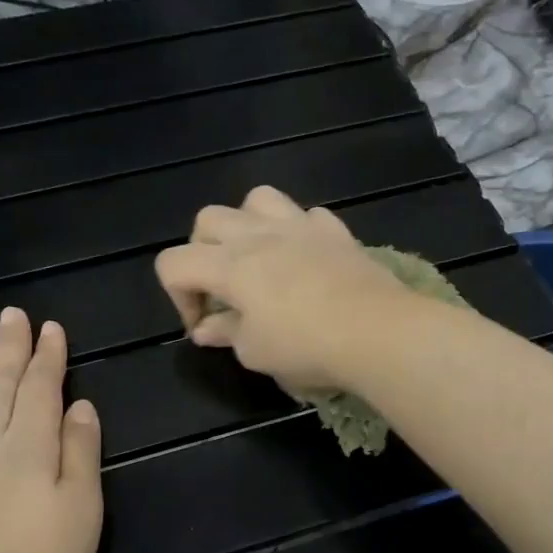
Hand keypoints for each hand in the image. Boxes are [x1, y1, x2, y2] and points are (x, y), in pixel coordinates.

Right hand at [155, 186, 414, 390]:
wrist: (379, 331)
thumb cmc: (308, 346)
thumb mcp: (256, 352)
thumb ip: (226, 334)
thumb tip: (207, 329)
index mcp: (229, 265)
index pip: (174, 263)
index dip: (178, 297)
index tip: (203, 326)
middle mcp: (258, 234)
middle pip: (207, 221)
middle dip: (202, 254)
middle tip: (223, 290)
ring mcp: (300, 226)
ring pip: (256, 200)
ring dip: (246, 225)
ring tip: (258, 259)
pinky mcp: (335, 231)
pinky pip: (306, 215)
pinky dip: (297, 232)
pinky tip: (305, 258)